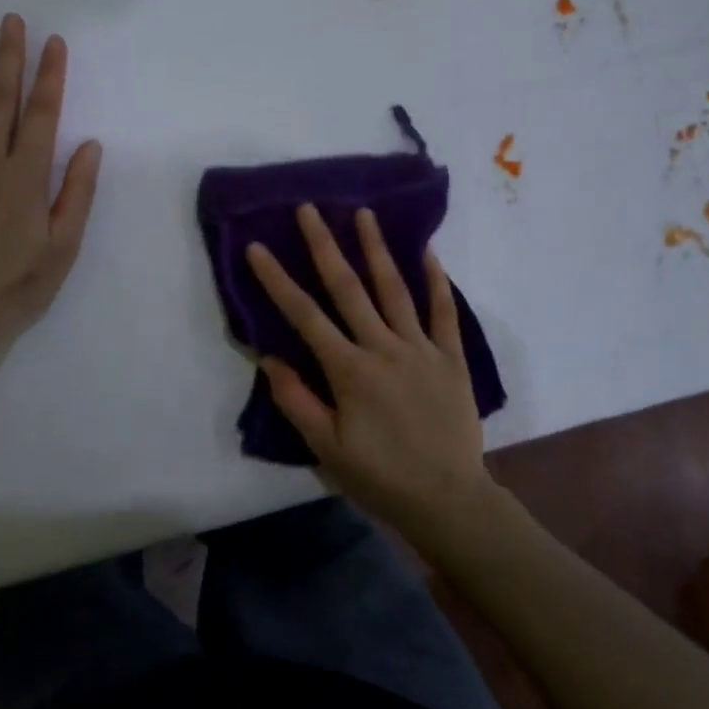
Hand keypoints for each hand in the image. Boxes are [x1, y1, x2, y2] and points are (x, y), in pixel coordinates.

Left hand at [0, 14, 101, 356]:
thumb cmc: (18, 284)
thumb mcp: (63, 245)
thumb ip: (76, 192)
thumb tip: (89, 145)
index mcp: (27, 177)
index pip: (43, 115)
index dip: (50, 76)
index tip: (53, 43)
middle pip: (0, 101)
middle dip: (8, 58)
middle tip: (10, 21)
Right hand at [246, 205, 498, 541]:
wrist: (448, 499)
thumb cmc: (380, 476)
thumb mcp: (327, 448)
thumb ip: (296, 400)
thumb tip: (269, 357)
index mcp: (349, 370)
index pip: (304, 315)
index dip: (277, 280)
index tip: (258, 247)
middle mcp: (383, 348)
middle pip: (348, 288)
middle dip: (324, 245)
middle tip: (309, 208)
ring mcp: (421, 348)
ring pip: (394, 289)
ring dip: (376, 249)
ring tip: (364, 213)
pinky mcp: (451, 357)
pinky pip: (443, 311)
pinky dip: (436, 280)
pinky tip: (427, 252)